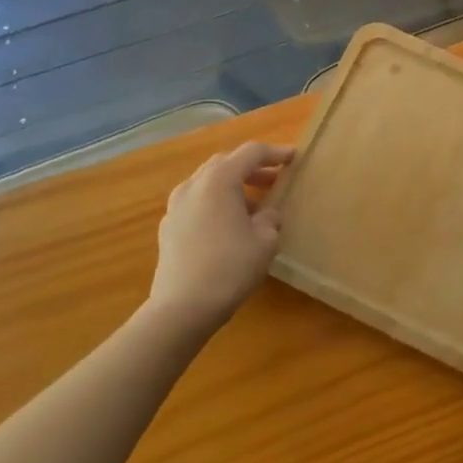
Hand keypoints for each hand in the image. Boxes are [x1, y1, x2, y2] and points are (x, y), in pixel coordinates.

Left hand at [149, 142, 294, 332]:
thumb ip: (270, 218)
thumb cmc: (230, 268)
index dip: (276, 153)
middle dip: (252, 168)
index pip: (251, 153)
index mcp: (219, 180)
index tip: (294, 158)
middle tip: (274, 180)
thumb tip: (266, 214)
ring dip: (232, 186)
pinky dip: (216, 203)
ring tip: (254, 206)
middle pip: (226, 163)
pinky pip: (197, 202)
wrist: (181, 310)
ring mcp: (176, 206)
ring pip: (208, 182)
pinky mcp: (168, 228)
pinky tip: (229, 225)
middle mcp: (194, 185)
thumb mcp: (265, 241)